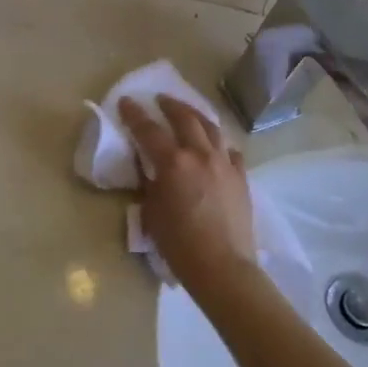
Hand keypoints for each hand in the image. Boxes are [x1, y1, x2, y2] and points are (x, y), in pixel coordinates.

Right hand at [119, 95, 256, 288]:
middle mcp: (200, 155)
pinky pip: (231, 151)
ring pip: (212, 129)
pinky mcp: (241, 178)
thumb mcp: (152, 212)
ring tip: (188, 113)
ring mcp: (225, 164)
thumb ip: (149, 183)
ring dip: (196, 116)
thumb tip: (149, 168)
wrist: (222, 266)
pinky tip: (216, 147)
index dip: (135, 114)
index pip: (149, 130)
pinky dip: (220, 144)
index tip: (126, 101)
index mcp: (173, 163)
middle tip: (160, 99)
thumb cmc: (179, 244)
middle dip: (170, 105)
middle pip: (185, 118)